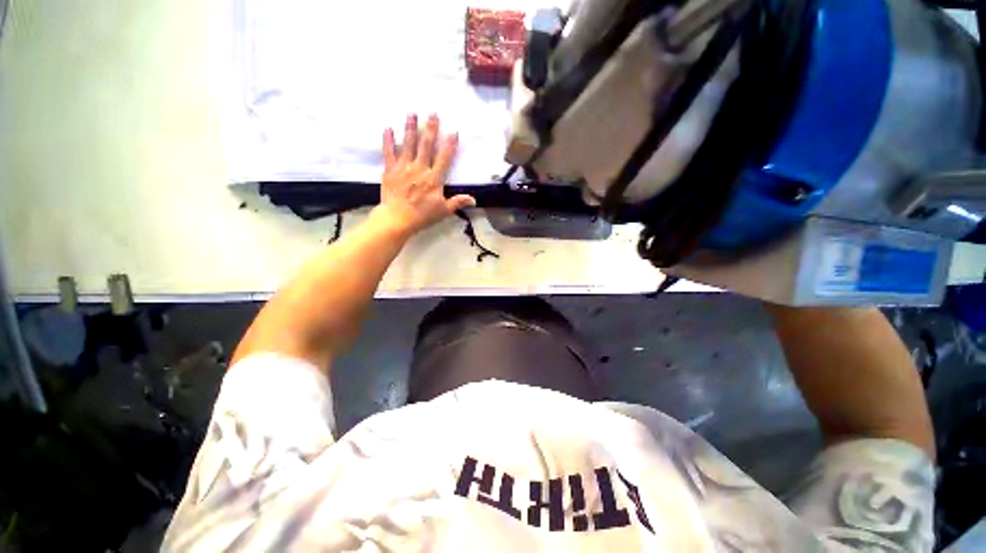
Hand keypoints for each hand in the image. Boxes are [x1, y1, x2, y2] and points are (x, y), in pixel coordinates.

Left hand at [374, 114, 475, 237]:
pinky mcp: (390, 170)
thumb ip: (458, 202)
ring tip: (412, 113)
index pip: (444, 158)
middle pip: (426, 145)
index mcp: (433, 179)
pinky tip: (388, 128)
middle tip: (433, 113)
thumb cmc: (422, 216)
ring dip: (410, 128)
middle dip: (430, 129)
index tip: (453, 131)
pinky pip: (388, 152)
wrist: (397, 219)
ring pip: (408, 144)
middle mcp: (419, 169)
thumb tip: (474, 200)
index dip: (449, 145)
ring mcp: (403, 168)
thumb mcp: (443, 211)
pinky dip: (388, 140)